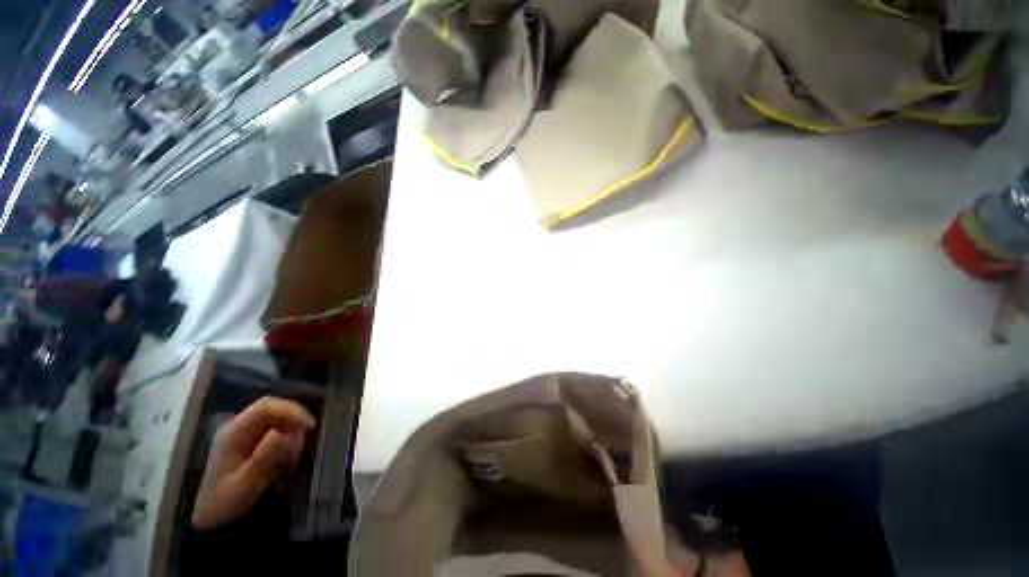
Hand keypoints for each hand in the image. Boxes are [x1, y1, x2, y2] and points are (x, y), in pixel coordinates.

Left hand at [192, 397, 315, 529]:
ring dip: (293, 433)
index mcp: (233, 432)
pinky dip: (289, 441)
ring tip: (292, 458)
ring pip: (279, 420)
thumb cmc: (226, 503)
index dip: (290, 410)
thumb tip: (283, 433)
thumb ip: (263, 459)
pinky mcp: (255, 443)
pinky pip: (279, 431)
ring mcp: (247, 435)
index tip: (309, 425)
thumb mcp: (245, 484)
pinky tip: (288, 459)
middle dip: (294, 420)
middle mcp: (240, 428)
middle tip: (308, 436)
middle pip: (275, 409)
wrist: (214, 520)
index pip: (265, 407)